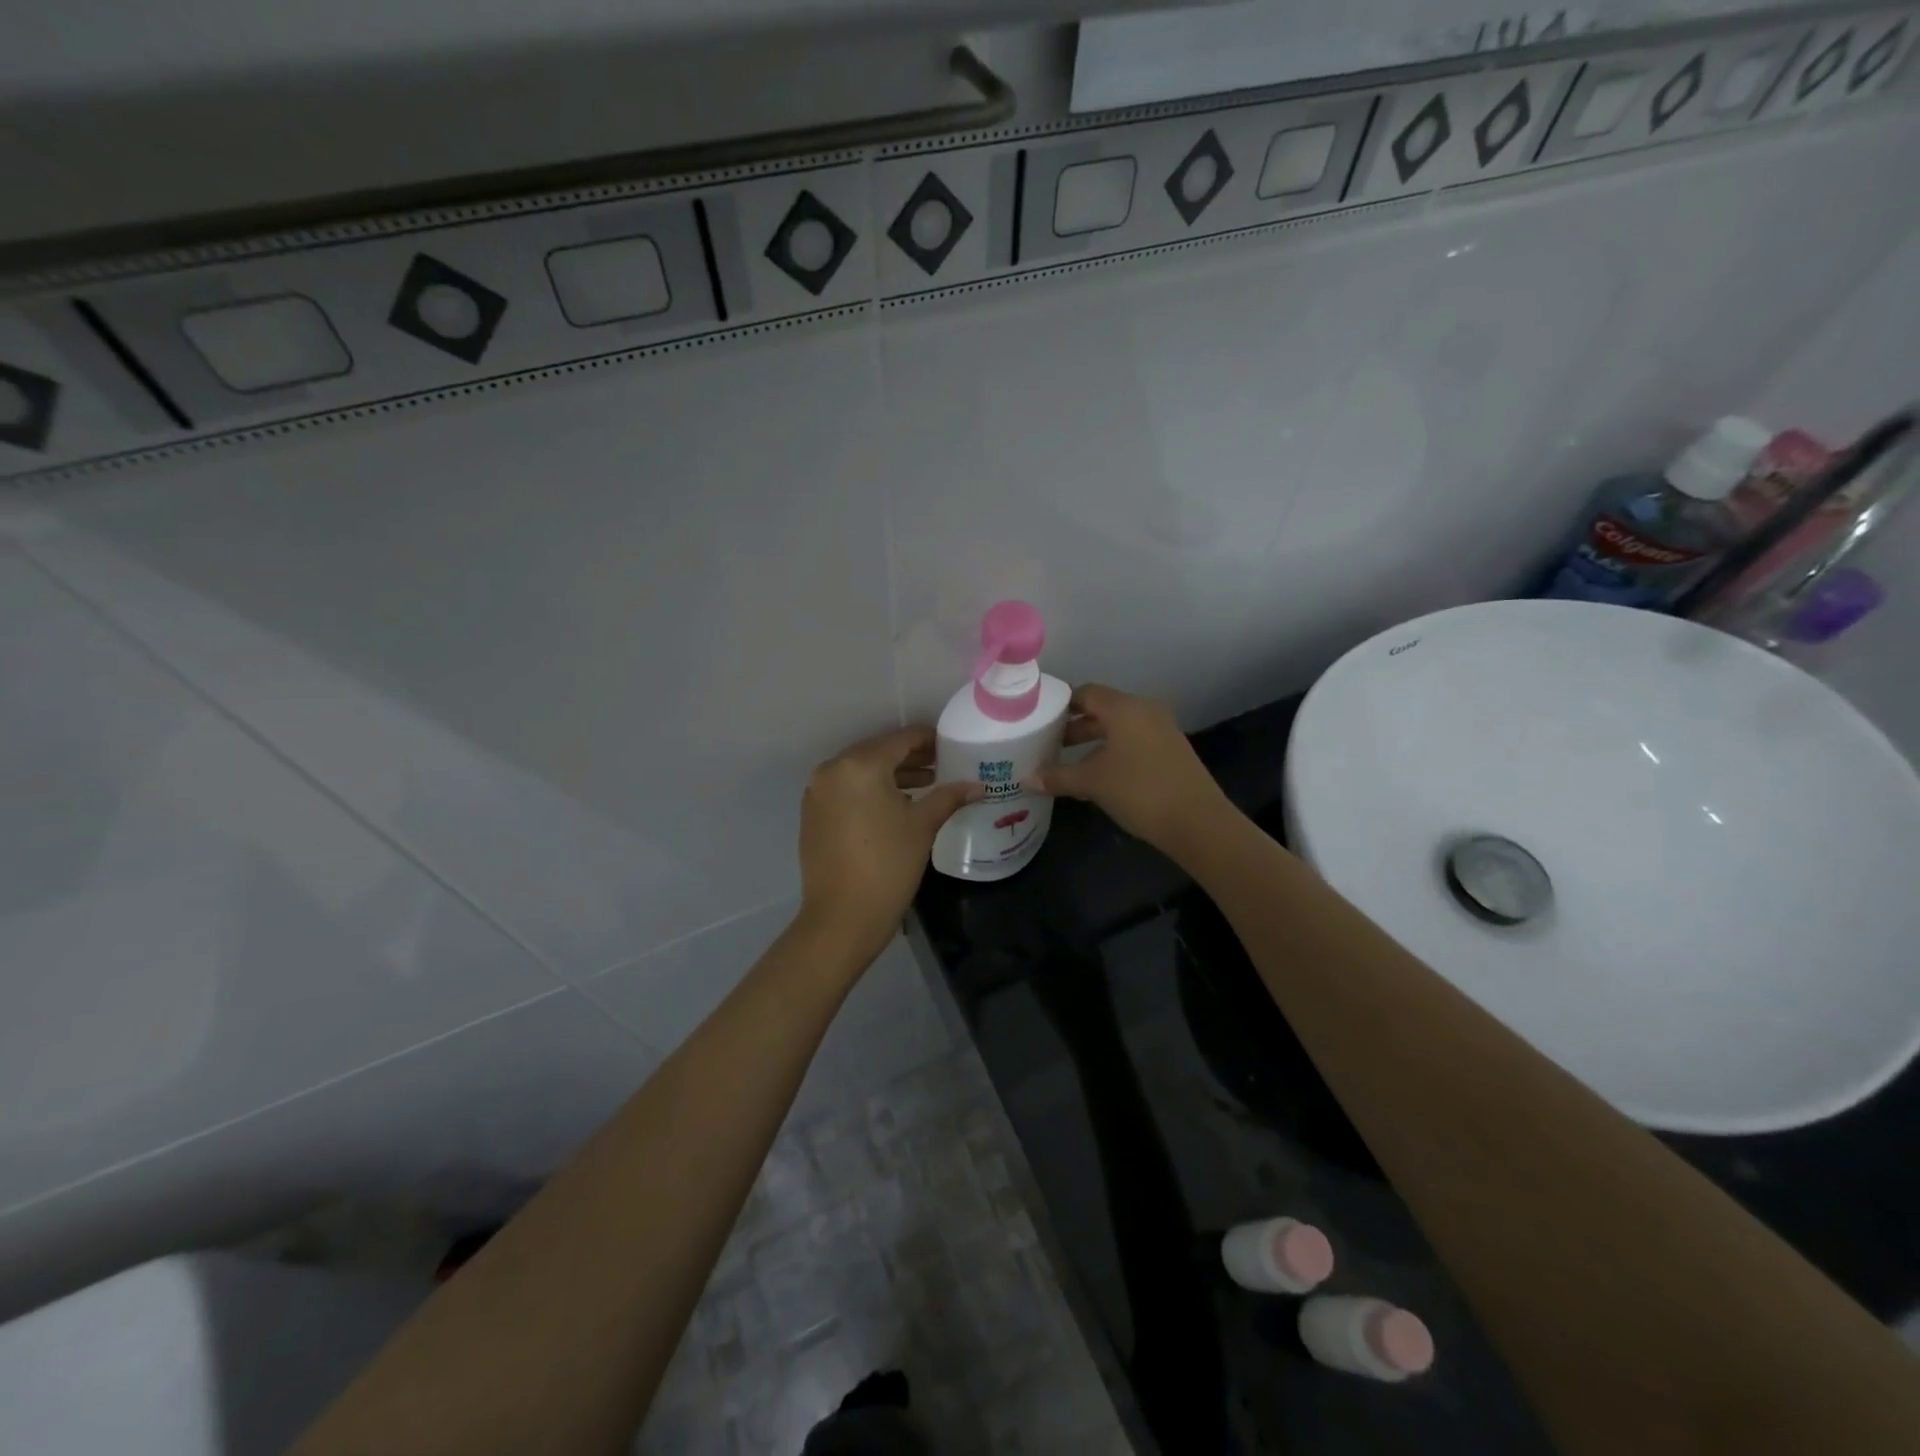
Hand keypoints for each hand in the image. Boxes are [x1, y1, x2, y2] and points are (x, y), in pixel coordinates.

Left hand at [797, 726, 982, 966]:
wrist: (842, 918)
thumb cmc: (888, 866)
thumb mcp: (922, 826)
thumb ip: (949, 797)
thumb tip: (978, 786)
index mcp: (860, 765)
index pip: (901, 739)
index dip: (929, 740)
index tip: (951, 746)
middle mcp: (832, 770)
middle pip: (878, 752)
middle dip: (910, 757)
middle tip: (942, 765)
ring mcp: (818, 792)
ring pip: (861, 772)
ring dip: (891, 775)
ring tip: (925, 785)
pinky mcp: (813, 814)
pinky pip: (846, 790)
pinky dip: (870, 790)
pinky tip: (894, 805)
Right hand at [1029, 684, 1230, 855]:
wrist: (1197, 821)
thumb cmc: (1139, 791)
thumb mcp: (1092, 783)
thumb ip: (1058, 776)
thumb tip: (1027, 778)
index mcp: (1125, 708)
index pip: (1086, 693)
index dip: (1061, 704)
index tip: (1040, 719)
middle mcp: (1144, 711)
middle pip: (1102, 710)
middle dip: (1075, 726)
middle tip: (1048, 743)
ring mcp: (1162, 731)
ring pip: (1119, 728)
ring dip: (1093, 741)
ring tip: (1067, 762)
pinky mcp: (1171, 752)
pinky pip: (1133, 743)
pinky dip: (1112, 752)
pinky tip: (1097, 777)